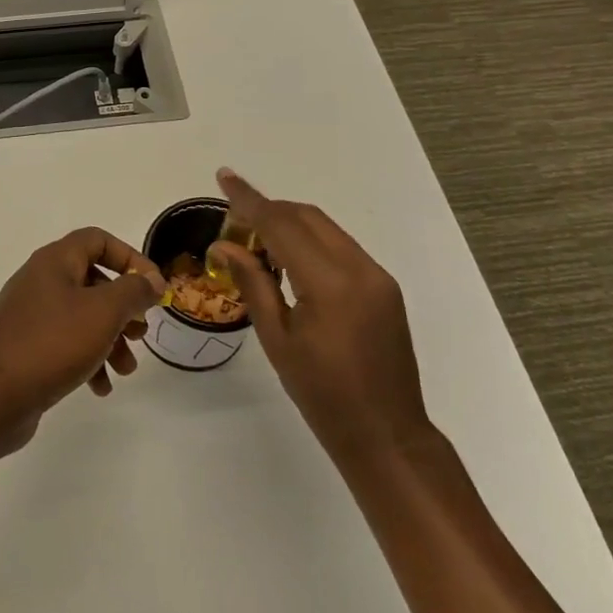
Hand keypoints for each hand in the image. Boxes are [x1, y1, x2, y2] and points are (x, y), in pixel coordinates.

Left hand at [0, 227, 164, 457]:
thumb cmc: (50, 344)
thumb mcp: (103, 312)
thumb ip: (133, 292)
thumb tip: (152, 279)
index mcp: (55, 261)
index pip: (98, 240)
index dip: (130, 258)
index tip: (153, 287)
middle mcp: (41, 281)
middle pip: (93, 281)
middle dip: (123, 308)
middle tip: (140, 333)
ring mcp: (30, 316)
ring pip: (82, 317)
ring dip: (110, 340)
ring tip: (125, 369)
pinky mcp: (25, 348)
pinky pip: (65, 345)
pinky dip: (88, 361)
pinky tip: (100, 388)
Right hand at [212, 169, 432, 468]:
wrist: (388, 435)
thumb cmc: (323, 395)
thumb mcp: (277, 341)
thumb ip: (253, 284)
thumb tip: (225, 246)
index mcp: (329, 283)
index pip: (281, 224)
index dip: (249, 200)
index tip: (224, 177)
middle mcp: (359, 267)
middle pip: (307, 217)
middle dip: (269, 211)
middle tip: (234, 227)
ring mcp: (377, 275)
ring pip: (326, 228)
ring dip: (290, 226)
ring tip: (257, 247)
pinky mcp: (385, 287)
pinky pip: (341, 248)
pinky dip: (311, 244)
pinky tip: (290, 266)